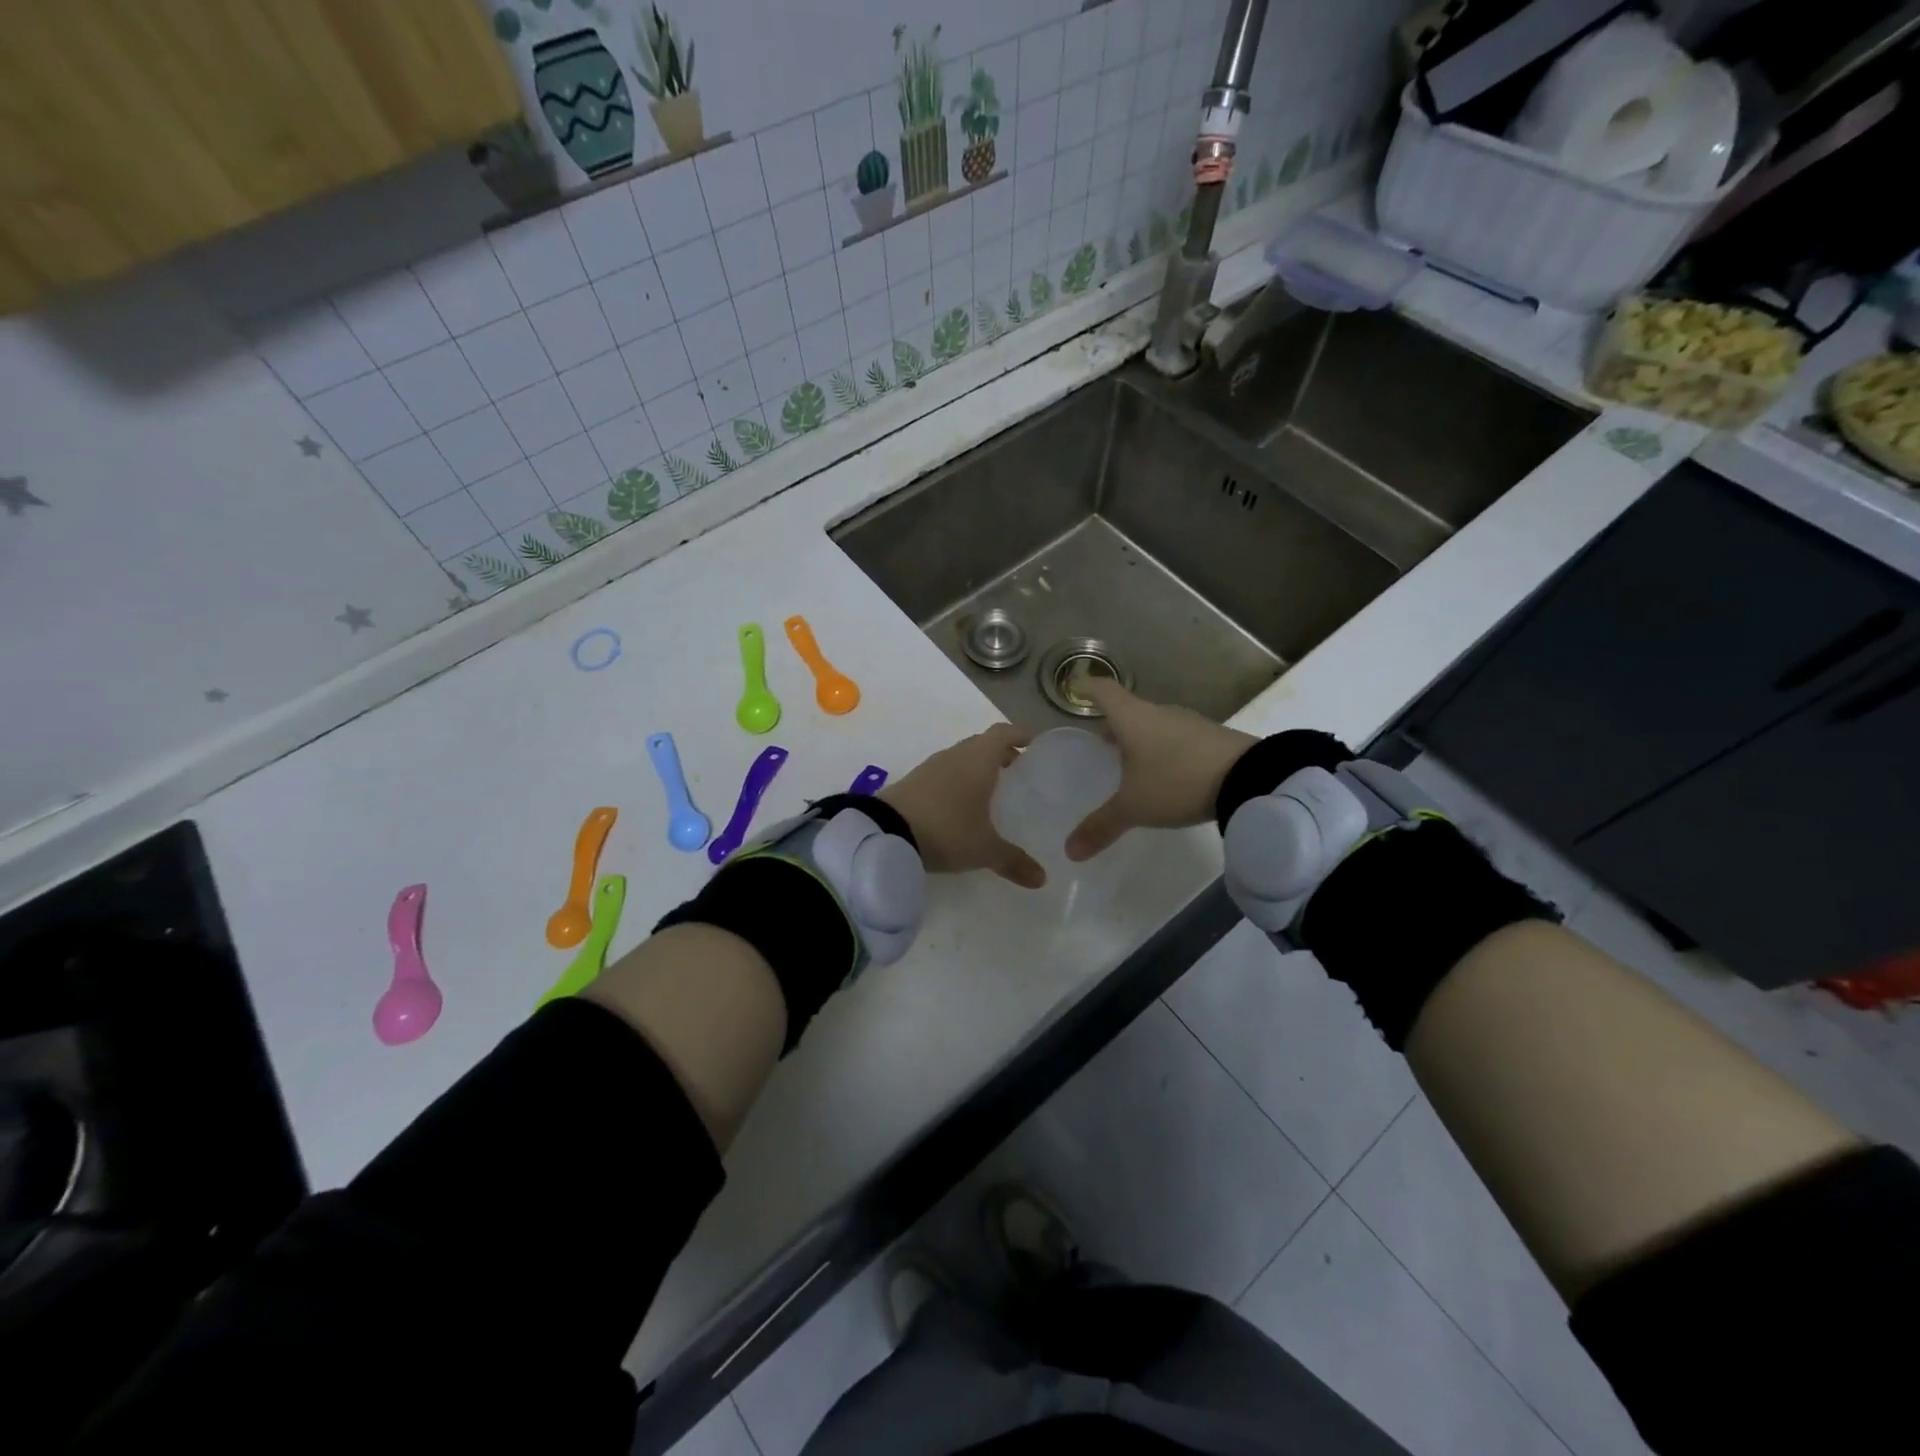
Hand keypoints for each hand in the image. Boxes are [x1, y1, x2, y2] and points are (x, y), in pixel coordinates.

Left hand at [880, 723, 1046, 888]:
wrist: (885, 832)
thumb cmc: (947, 829)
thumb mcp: (984, 849)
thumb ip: (1013, 861)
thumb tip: (1041, 879)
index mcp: (979, 759)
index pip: (1004, 733)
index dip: (1021, 735)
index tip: (1036, 744)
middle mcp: (956, 755)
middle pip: (983, 743)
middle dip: (1002, 753)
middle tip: (1019, 771)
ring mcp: (931, 767)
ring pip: (961, 757)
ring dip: (977, 767)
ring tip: (992, 790)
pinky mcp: (913, 782)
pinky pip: (944, 773)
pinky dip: (958, 781)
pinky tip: (962, 805)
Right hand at [1065, 680, 1257, 860]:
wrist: (1250, 777)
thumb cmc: (1177, 781)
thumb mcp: (1135, 807)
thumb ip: (1102, 826)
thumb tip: (1070, 851)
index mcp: (1133, 718)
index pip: (1103, 691)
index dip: (1087, 688)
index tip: (1075, 688)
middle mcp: (1159, 714)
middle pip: (1129, 711)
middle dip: (1113, 725)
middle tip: (1099, 744)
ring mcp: (1189, 724)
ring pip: (1154, 726)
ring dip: (1140, 739)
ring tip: (1130, 763)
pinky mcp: (1212, 739)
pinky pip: (1177, 739)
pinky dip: (1164, 751)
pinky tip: (1165, 775)